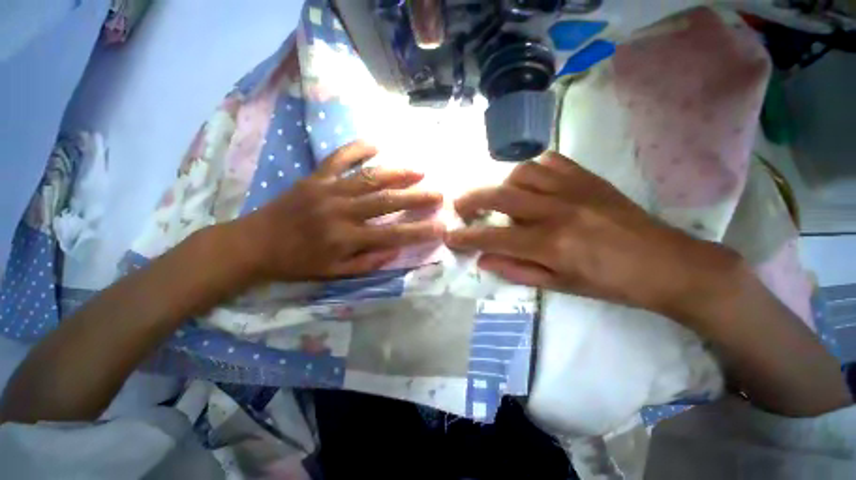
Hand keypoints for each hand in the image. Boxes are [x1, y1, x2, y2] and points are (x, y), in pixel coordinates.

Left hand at [228, 141, 444, 282]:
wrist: (255, 243)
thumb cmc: (297, 262)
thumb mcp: (333, 273)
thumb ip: (367, 263)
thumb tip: (395, 250)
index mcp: (345, 238)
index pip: (392, 235)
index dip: (418, 232)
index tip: (440, 227)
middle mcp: (340, 212)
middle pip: (386, 202)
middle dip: (416, 198)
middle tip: (438, 193)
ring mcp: (327, 190)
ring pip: (368, 178)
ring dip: (397, 173)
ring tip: (419, 170)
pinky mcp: (314, 177)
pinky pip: (338, 158)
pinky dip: (357, 149)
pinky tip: (376, 144)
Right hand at [446, 151, 741, 316]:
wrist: (665, 263)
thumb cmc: (609, 282)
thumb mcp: (558, 285)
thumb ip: (516, 269)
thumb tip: (483, 259)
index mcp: (550, 244)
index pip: (494, 237)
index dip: (466, 237)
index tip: (449, 236)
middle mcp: (556, 211)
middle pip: (500, 195)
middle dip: (471, 200)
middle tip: (460, 206)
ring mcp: (573, 188)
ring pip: (521, 172)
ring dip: (502, 184)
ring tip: (501, 197)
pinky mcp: (587, 177)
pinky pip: (548, 161)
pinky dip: (530, 170)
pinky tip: (530, 183)